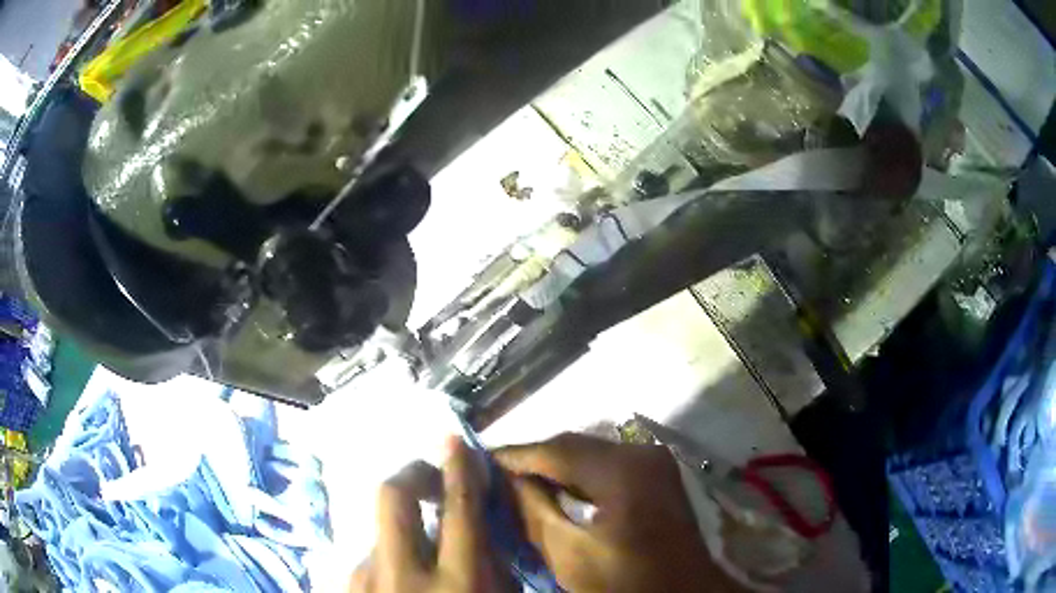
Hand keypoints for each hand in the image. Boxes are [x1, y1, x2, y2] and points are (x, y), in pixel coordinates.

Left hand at [350, 438, 506, 592]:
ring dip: (404, 529)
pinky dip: (388, 557)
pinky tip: (401, 577)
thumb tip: (476, 518)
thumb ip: (493, 563)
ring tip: (421, 552)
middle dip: (413, 473)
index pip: (459, 508)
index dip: (458, 468)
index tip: (455, 443)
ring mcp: (367, 581)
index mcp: (459, 583)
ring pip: (381, 529)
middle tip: (431, 477)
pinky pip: (369, 556)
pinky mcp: (347, 587)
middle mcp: (403, 576)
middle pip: (394, 495)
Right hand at [496, 433, 743, 592]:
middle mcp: (643, 453)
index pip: (555, 449)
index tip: (477, 460)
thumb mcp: (570, 554)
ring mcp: (655, 463)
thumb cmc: (626, 583)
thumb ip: (533, 511)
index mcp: (624, 470)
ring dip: (555, 468)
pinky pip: (608, 467)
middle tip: (495, 474)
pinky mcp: (658, 476)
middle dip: (533, 460)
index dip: (513, 455)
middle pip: (574, 446)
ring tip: (518, 482)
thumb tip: (504, 480)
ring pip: (591, 455)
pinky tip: (557, 491)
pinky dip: (579, 477)